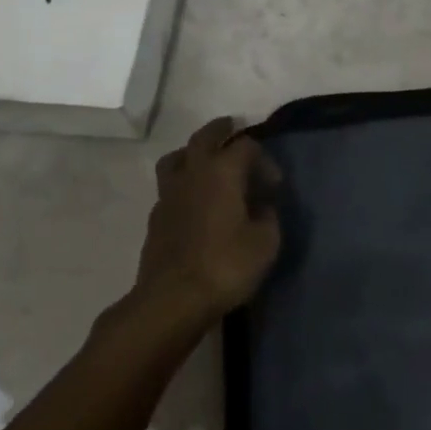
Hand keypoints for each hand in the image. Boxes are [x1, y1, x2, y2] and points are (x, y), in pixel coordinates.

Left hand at [134, 117, 282, 324]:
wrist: (171, 301)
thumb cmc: (225, 265)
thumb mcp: (265, 243)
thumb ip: (268, 217)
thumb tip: (263, 208)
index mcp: (223, 170)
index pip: (246, 146)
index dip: (264, 159)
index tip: (275, 185)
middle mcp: (194, 171)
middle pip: (205, 136)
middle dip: (221, 130)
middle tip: (232, 128)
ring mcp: (169, 193)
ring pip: (177, 157)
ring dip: (192, 153)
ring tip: (205, 162)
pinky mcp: (155, 218)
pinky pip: (169, 187)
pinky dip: (182, 184)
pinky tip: (192, 202)